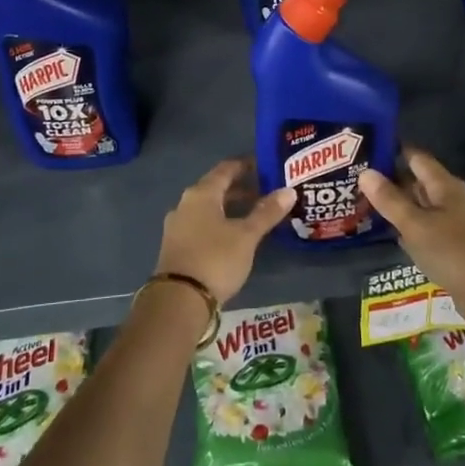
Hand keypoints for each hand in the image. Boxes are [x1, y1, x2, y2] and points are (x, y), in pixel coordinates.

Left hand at [155, 159, 294, 304]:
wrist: (178, 300)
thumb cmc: (215, 259)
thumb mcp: (246, 236)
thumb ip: (267, 212)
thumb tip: (289, 190)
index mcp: (201, 194)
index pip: (226, 169)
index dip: (246, 165)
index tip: (266, 167)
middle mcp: (185, 204)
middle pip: (216, 188)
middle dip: (241, 189)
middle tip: (267, 192)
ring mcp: (177, 226)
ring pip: (209, 208)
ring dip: (230, 208)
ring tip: (255, 215)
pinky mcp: (176, 246)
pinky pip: (201, 225)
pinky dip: (219, 224)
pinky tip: (234, 236)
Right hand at [360, 147, 464, 294]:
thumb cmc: (452, 252)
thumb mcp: (415, 225)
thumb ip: (390, 200)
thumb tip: (365, 172)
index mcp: (444, 186)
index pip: (415, 158)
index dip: (391, 152)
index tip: (363, 152)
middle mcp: (451, 199)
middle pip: (417, 181)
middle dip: (390, 181)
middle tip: (355, 181)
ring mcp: (455, 223)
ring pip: (421, 206)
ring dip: (398, 206)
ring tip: (364, 205)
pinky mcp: (455, 245)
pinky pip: (426, 228)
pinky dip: (409, 227)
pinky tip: (391, 234)